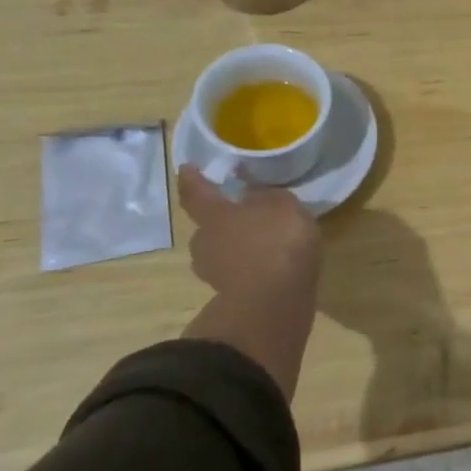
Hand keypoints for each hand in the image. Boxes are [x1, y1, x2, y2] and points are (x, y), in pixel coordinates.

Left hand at [177, 165, 322, 397]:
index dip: (192, 179)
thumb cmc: (276, 241)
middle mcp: (205, 242)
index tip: (186, 168)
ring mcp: (214, 273)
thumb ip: (268, 197)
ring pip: (221, 253)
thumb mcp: (284, 205)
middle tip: (243, 217)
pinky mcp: (229, 297)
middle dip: (221, 222)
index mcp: (215, 214)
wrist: (274, 302)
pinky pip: (237, 274)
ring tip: (261, 246)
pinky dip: (249, 270)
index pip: (197, 192)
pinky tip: (269, 268)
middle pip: (207, 228)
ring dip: (236, 248)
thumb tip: (253, 195)